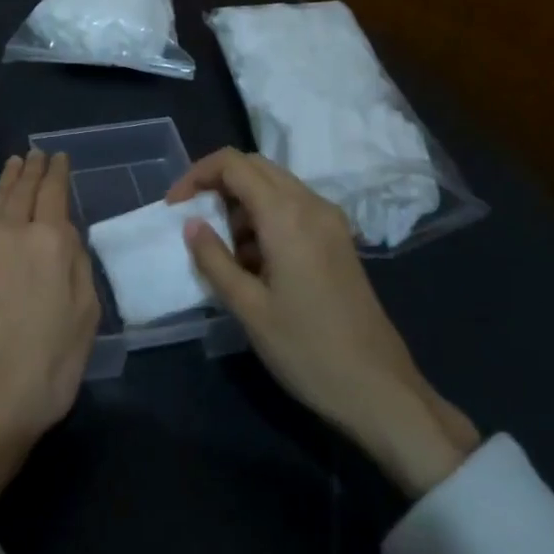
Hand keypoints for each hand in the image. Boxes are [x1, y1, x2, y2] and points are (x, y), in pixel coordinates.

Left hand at [0, 151, 100, 517]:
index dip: (59, 173)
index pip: (55, 193)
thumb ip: (77, 265)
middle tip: (37, 153)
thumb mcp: (85, 318)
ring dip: (5, 177)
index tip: (61, 158)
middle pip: (23, 190)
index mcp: (50, 242)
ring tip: (13, 161)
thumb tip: (66, 233)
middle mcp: (11, 232)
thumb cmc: (46, 369)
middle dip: (32, 169)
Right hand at [169, 149, 478, 496]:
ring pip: (275, 187)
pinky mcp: (338, 240)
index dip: (197, 175)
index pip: (234, 164)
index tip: (174, 208)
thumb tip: (190, 224)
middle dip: (218, 186)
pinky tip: (256, 264)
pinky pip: (293, 209)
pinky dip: (265, 219)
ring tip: (226, 254)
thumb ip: (214, 260)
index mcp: (288, 215)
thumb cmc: (307, 350)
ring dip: (242, 205)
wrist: (379, 389)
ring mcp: (330, 221)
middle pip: (255, 167)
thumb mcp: (249, 308)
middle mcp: (312, 205)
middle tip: (194, 224)